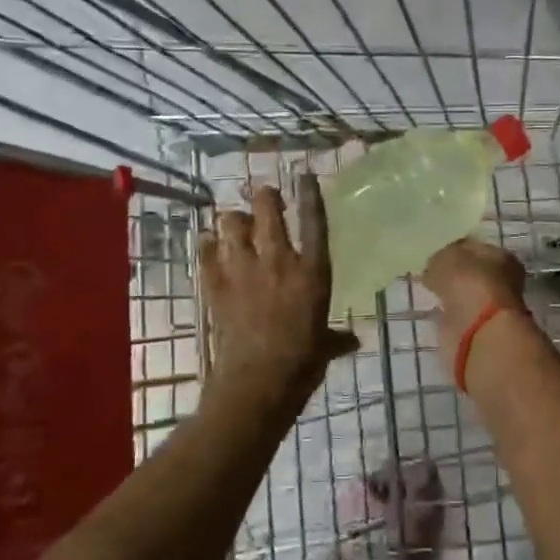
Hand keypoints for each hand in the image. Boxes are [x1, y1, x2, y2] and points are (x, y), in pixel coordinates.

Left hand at [199, 175, 358, 421]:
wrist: (257, 383)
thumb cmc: (302, 364)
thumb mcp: (325, 348)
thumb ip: (337, 338)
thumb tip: (353, 341)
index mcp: (312, 272)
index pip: (314, 221)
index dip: (309, 194)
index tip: (303, 176)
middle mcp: (278, 261)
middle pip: (267, 210)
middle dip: (265, 197)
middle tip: (265, 199)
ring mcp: (243, 270)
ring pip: (231, 223)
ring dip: (234, 221)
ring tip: (237, 226)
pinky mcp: (215, 285)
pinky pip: (206, 252)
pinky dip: (207, 245)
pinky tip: (209, 246)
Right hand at [422, 238, 526, 374]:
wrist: (476, 331)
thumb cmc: (468, 283)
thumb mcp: (447, 257)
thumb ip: (441, 258)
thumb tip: (436, 266)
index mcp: (501, 257)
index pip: (475, 248)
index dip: (456, 248)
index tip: (437, 253)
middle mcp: (501, 281)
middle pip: (473, 273)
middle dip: (455, 274)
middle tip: (431, 272)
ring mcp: (490, 308)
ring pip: (466, 295)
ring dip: (452, 294)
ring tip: (429, 291)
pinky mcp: (477, 330)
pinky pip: (458, 315)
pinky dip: (448, 314)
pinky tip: (434, 310)